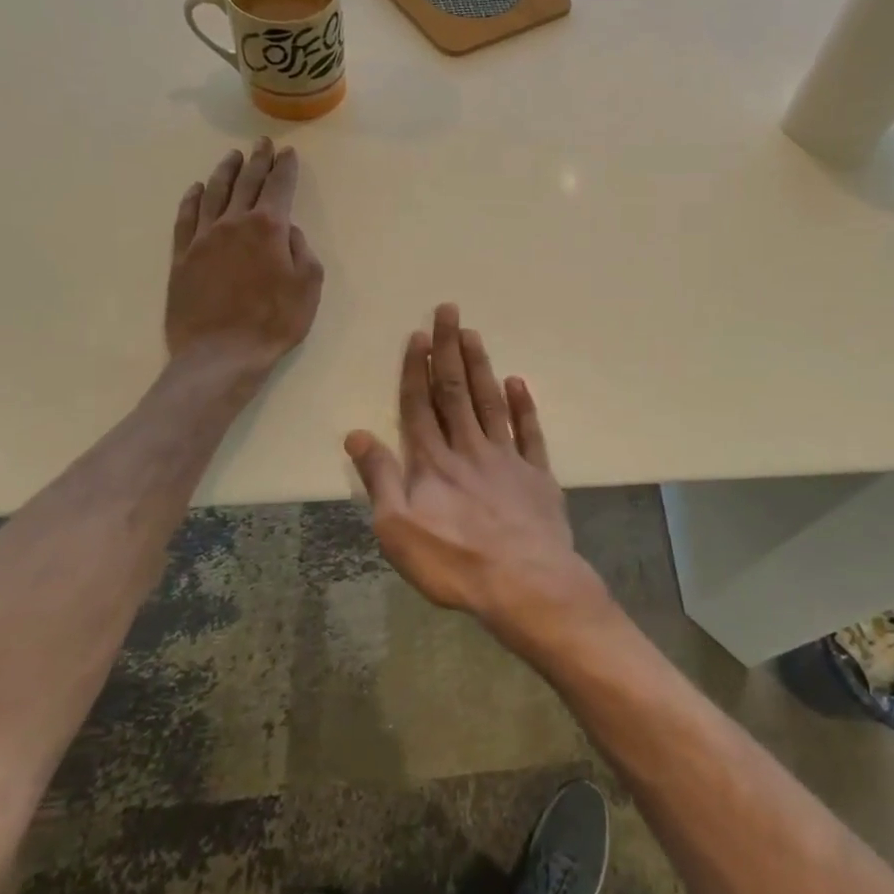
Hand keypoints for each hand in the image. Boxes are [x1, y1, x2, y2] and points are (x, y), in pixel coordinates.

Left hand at [165, 138, 323, 374]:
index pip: (279, 187)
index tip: (288, 152)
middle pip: (247, 183)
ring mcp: (203, 238)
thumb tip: (289, 231)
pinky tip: (196, 189)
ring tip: (233, 157)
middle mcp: (233, 223)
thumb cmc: (273, 322)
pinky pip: (186, 217)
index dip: (285, 168)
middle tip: (262, 143)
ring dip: (225, 171)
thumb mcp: (308, 287)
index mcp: (268, 228)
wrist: (220, 354)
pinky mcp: (181, 256)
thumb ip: (302, 252)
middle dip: (258, 161)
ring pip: (214, 193)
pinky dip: (192, 199)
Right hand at [345, 304, 609, 649]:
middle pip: (456, 391)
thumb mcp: (397, 529)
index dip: (417, 369)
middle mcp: (469, 449)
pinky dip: (523, 406)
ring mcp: (507, 458)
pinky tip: (517, 383)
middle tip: (449, 311)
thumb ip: (379, 478)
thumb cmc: (454, 562)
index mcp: (432, 462)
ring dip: (481, 366)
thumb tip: (356, 434)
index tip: (419, 335)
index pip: (420, 405)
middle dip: (450, 350)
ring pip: (490, 402)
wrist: (526, 583)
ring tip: (474, 334)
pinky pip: (529, 432)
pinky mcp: (537, 475)